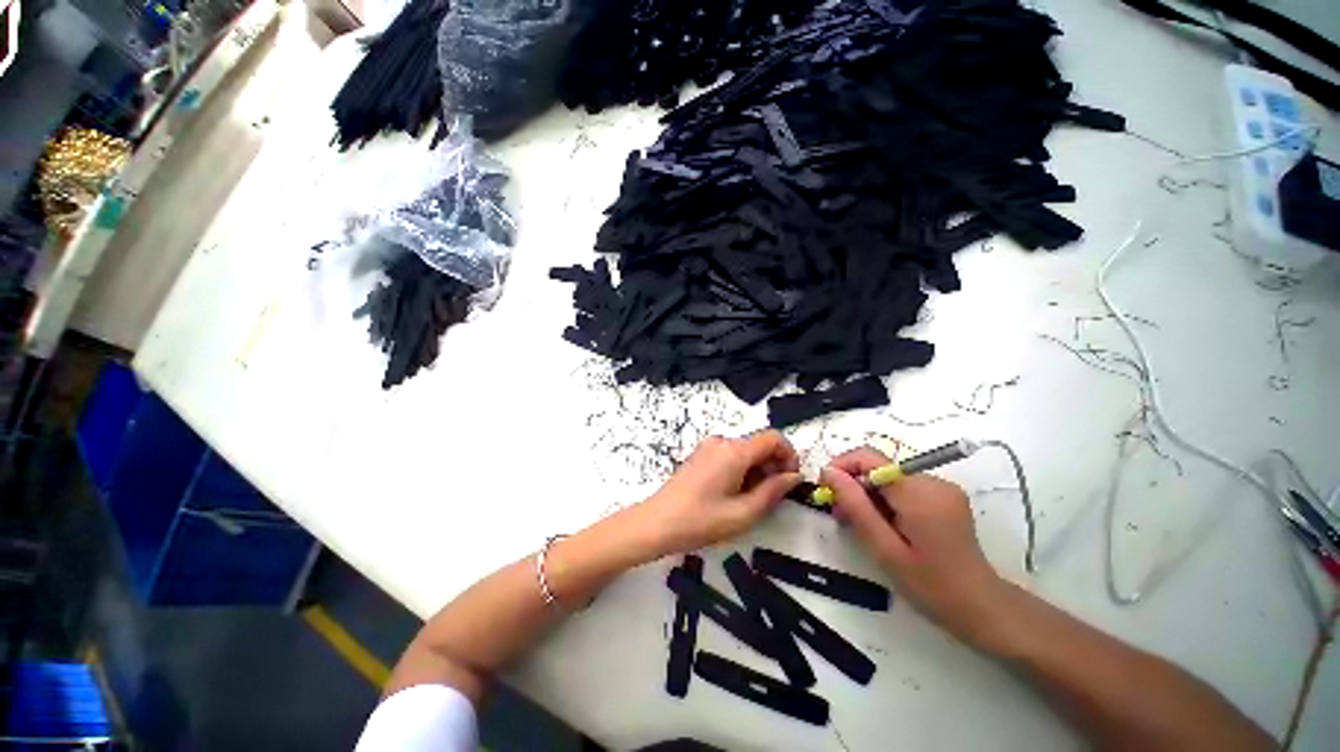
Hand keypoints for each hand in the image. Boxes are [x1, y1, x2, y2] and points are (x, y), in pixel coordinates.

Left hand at [632, 432, 802, 558]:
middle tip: (772, 497)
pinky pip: (730, 455)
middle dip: (773, 466)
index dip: (789, 456)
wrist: (657, 523)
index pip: (774, 438)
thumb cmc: (701, 521)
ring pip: (745, 451)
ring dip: (757, 470)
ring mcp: (709, 447)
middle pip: (759, 444)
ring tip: (750, 500)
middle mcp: (722, 441)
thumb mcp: (744, 513)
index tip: (790, 481)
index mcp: (735, 451)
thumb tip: (794, 477)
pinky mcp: (701, 455)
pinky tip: (734, 494)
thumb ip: (773, 491)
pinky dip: (741, 469)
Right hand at [821, 447, 1008, 645]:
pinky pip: (904, 488)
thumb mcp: (884, 548)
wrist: (983, 608)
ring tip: (860, 525)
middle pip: (879, 468)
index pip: (870, 457)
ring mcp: (942, 488)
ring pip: (889, 478)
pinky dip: (886, 501)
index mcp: (919, 492)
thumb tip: (828, 471)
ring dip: (869, 496)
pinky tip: (884, 525)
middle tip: (839, 515)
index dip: (842, 465)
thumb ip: (855, 505)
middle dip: (854, 486)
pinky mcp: (945, 497)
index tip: (826, 488)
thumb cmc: (931, 585)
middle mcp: (932, 481)